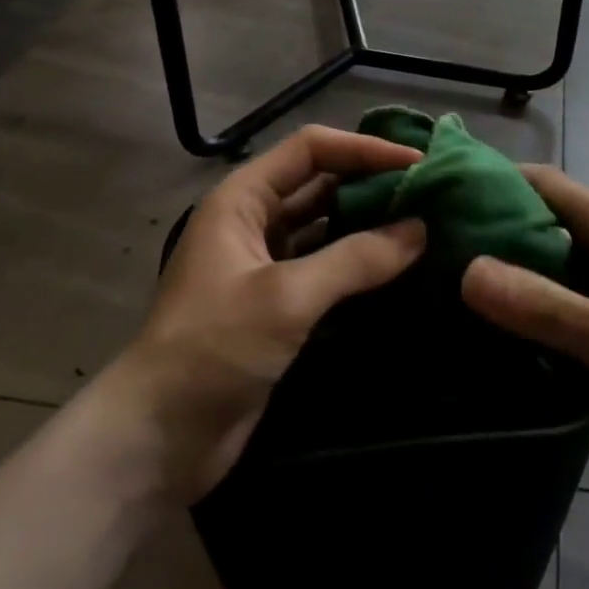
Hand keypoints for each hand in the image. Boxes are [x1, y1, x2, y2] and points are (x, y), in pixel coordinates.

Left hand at [101, 126, 424, 503]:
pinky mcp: (278, 304)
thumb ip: (356, 259)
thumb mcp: (287, 297)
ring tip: (424, 223)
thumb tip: (420, 229)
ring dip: (369, 223)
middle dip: (372, 183)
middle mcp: (255, 220)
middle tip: (430, 191)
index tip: (418, 163)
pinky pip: (327, 267)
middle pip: (321, 183)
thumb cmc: (214, 348)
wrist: (158, 439)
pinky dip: (360, 263)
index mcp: (243, 199)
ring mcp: (266, 263)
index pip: (312, 150)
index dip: (364, 149)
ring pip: (326, 226)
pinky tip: (399, 266)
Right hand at [460, 165, 588, 498]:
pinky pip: (575, 314)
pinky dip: (542, 320)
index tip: (440, 193)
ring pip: (560, 273)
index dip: (493, 180)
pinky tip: (506, 345)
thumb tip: (467, 270)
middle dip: (495, 234)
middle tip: (435, 254)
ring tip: (456, 299)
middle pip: (546, 227)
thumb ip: (543, 306)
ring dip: (517, 281)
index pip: (544, 184)